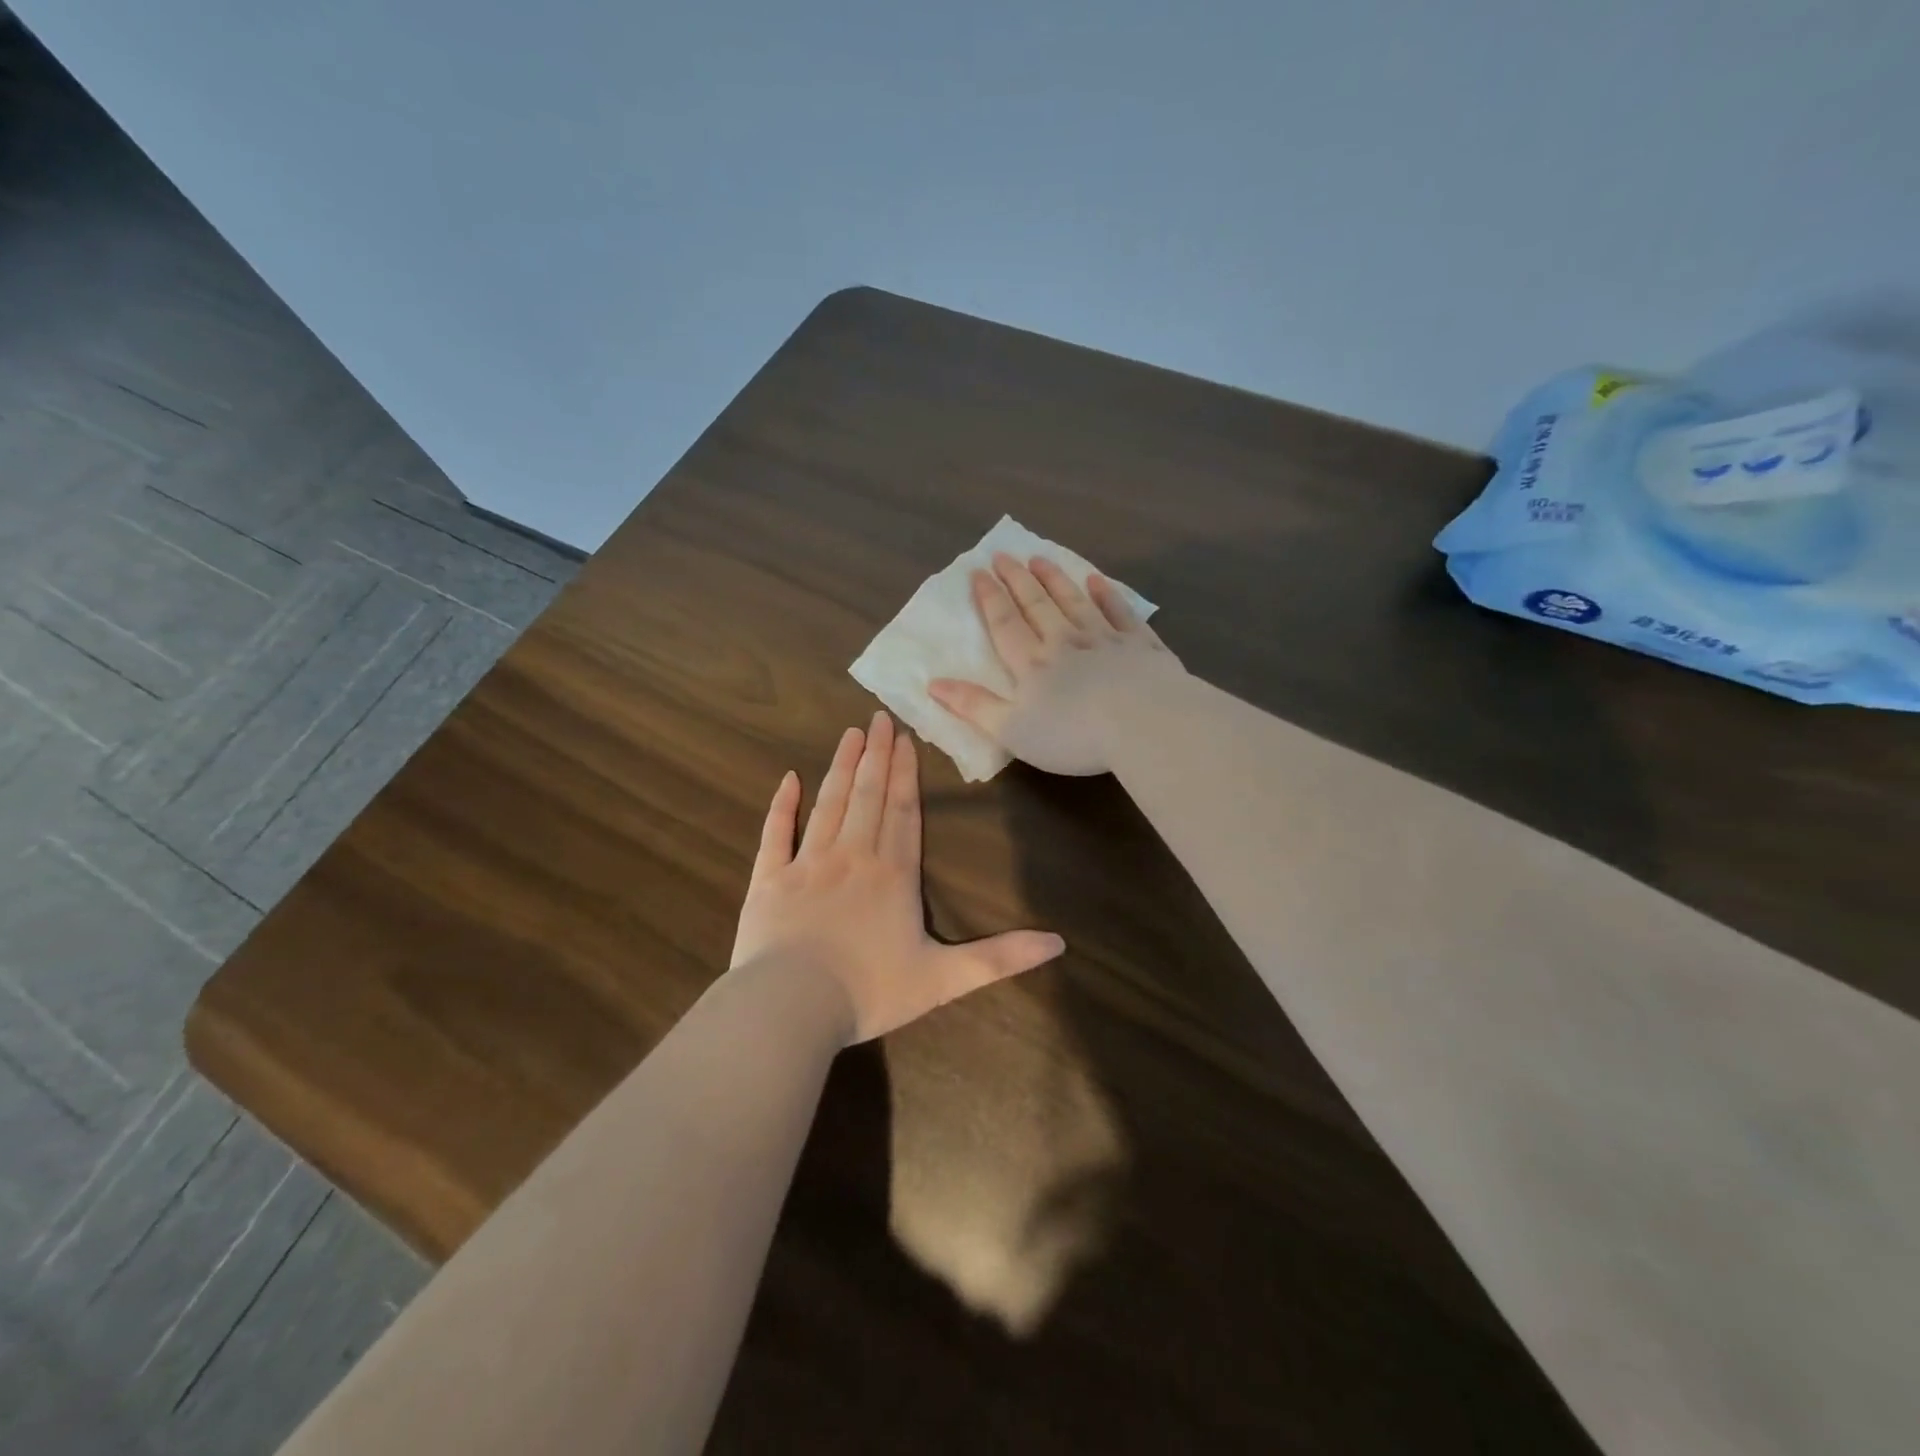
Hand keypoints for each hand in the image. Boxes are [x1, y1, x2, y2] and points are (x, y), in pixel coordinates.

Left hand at [730, 711, 1065, 1043]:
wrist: (791, 1008)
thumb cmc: (869, 992)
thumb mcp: (944, 979)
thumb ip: (999, 958)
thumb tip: (1059, 944)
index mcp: (893, 874)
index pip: (904, 812)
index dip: (905, 774)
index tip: (905, 739)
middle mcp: (852, 856)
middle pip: (868, 796)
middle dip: (876, 755)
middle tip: (878, 717)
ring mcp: (807, 863)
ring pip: (829, 803)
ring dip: (841, 767)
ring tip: (850, 734)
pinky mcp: (770, 879)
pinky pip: (777, 833)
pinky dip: (782, 804)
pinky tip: (788, 779)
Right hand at [929, 554, 1183, 775]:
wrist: (1144, 725)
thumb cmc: (1073, 735)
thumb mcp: (1012, 730)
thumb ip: (974, 707)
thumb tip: (933, 684)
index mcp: (1033, 664)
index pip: (1005, 624)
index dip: (989, 598)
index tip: (978, 573)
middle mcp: (1065, 642)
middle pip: (1037, 604)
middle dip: (1018, 579)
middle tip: (1004, 555)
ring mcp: (1106, 639)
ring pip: (1075, 601)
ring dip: (1056, 579)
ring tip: (1041, 559)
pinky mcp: (1141, 646)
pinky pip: (1120, 613)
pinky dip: (1107, 595)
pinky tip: (1098, 582)